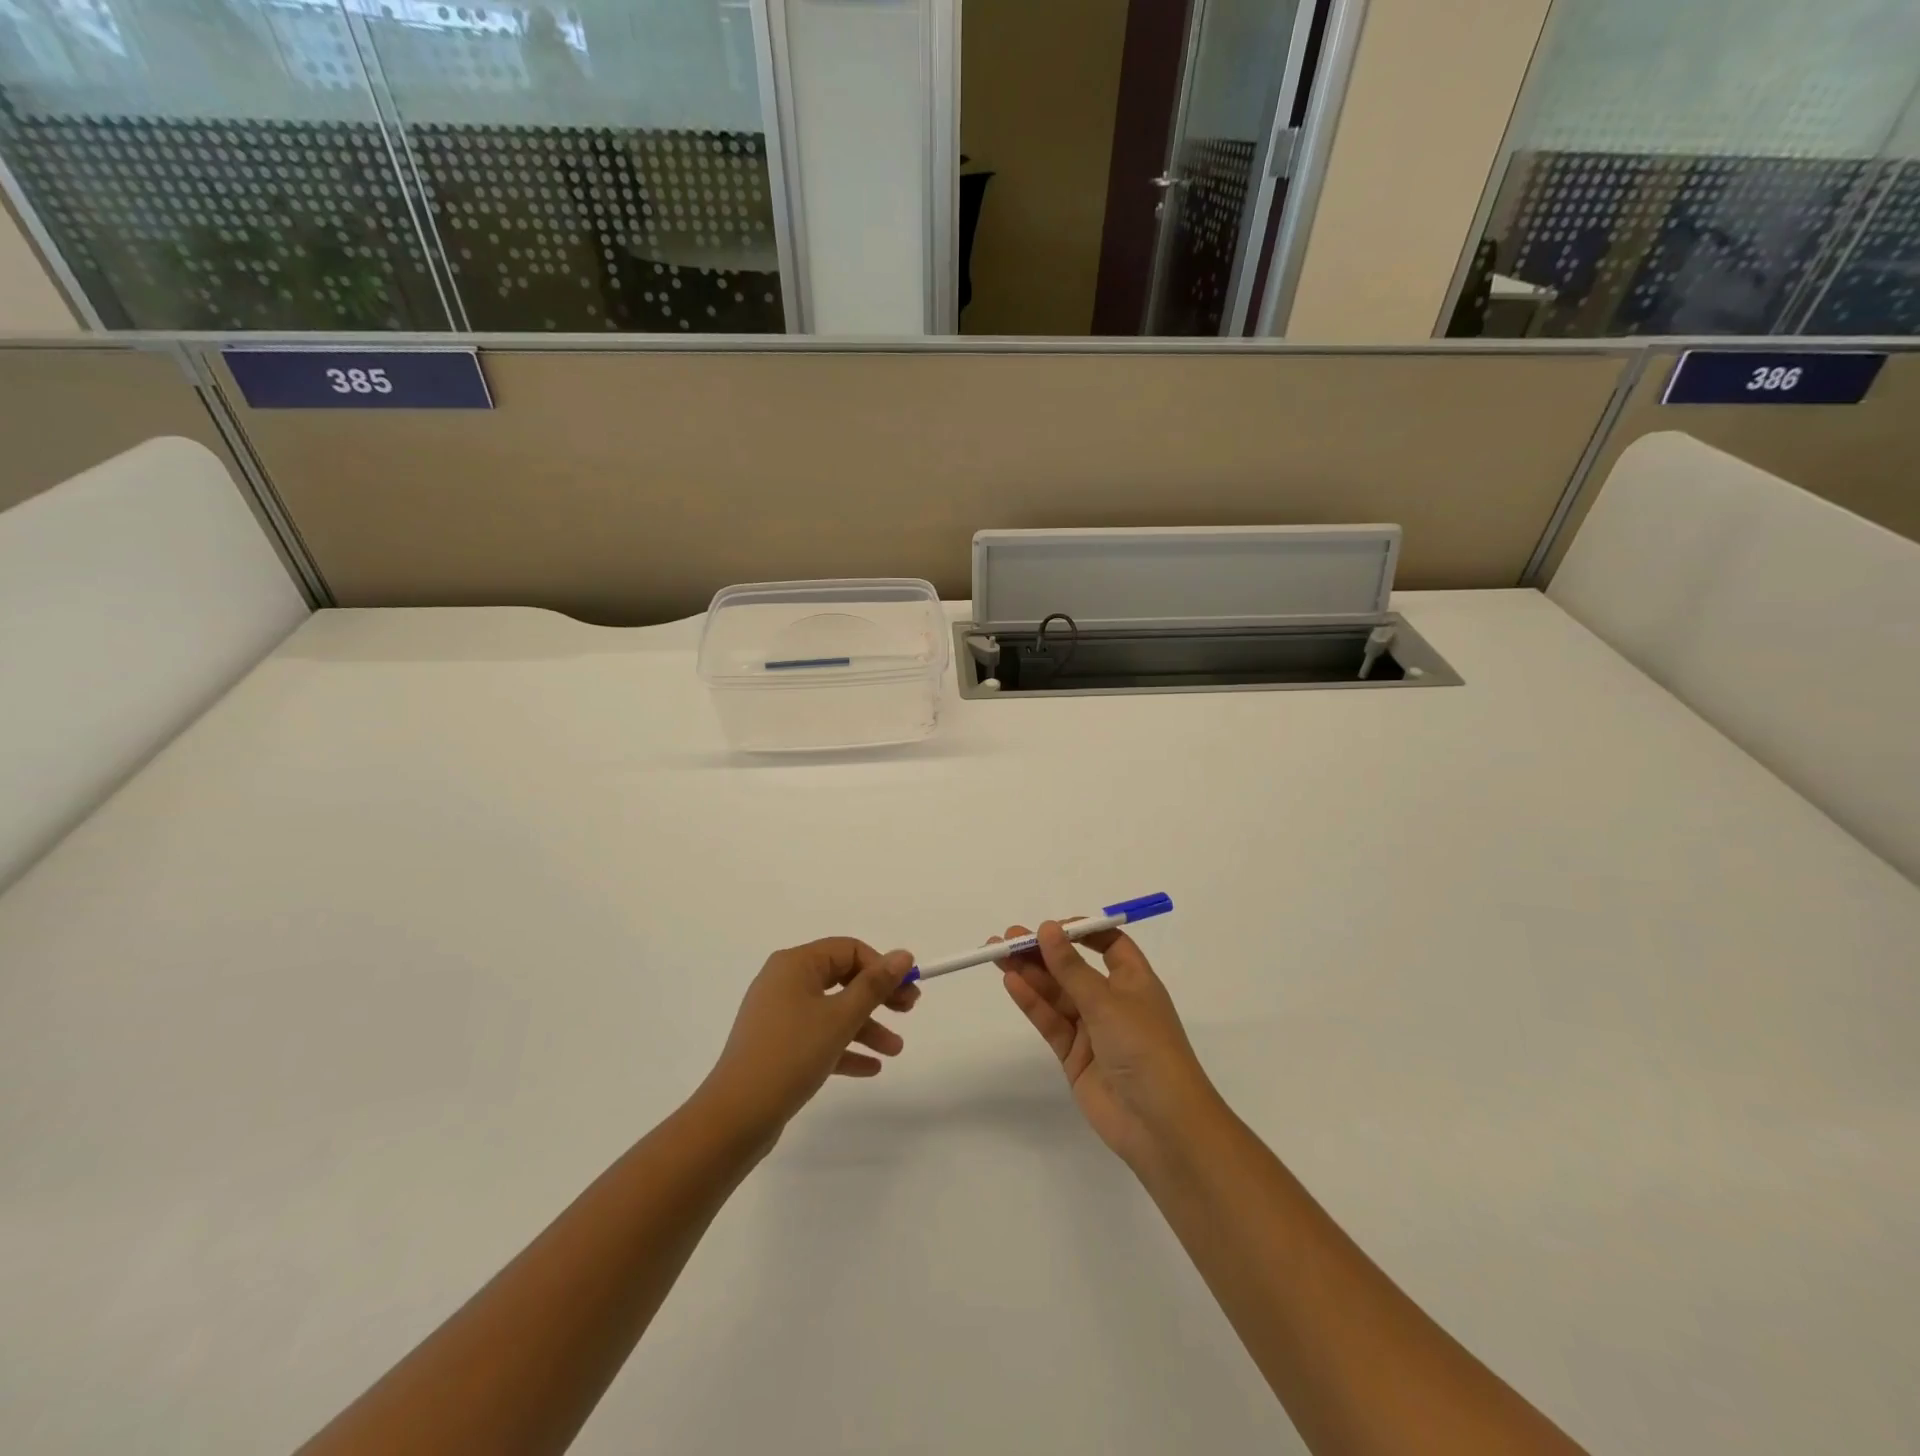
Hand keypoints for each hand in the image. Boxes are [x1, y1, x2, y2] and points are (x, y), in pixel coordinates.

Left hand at [698, 938, 918, 1146]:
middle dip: (877, 997)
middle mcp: (784, 981)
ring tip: (895, 1051)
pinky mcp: (777, 1045)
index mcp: (796, 964)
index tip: (908, 990)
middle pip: (842, 978)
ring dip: (866, 1027)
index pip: (848, 950)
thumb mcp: (841, 1018)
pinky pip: (818, 1036)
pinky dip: (843, 1047)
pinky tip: (871, 1068)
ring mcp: (778, 1014)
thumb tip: (904, 955)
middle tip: (909, 1011)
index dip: (882, 967)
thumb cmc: (792, 1054)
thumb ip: (875, 985)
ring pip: (832, 1011)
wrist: (736, 1115)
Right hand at [999, 920, 1221, 1170]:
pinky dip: (1032, 1003)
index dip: (1080, 932)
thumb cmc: (1144, 1048)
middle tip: (1007, 938)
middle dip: (1043, 952)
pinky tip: (1011, 983)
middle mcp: (1113, 1001)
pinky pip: (1051, 1022)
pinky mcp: (1075, 1057)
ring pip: (1057, 994)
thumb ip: (1071, 968)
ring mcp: (1093, 1030)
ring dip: (1030, 974)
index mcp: (1134, 981)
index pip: (1108, 945)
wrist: (1160, 1124)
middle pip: (1074, 968)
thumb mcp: (1107, 1001)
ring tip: (997, 955)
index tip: (1050, 927)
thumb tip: (1047, 928)